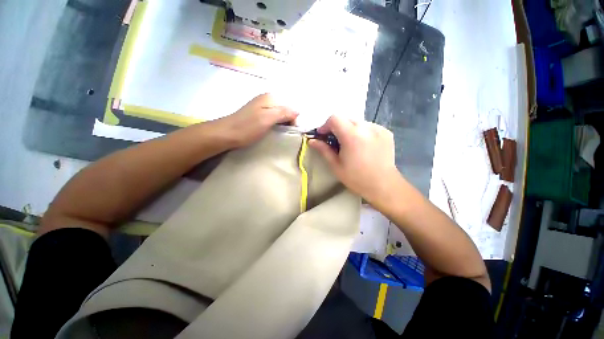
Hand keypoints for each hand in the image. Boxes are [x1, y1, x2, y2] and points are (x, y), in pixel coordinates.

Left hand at [210, 93, 297, 147]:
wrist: (226, 134)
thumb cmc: (248, 127)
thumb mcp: (268, 119)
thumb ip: (284, 113)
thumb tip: (298, 111)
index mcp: (270, 98)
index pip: (290, 107)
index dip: (293, 119)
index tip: (290, 131)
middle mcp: (266, 99)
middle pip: (285, 110)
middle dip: (287, 122)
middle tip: (284, 134)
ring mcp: (261, 107)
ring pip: (279, 115)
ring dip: (281, 124)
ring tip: (279, 134)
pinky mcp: (257, 115)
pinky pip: (272, 119)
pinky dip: (275, 125)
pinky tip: (272, 132)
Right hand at [309, 115, 401, 203]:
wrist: (383, 185)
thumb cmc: (356, 178)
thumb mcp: (336, 165)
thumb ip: (323, 150)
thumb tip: (311, 141)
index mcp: (352, 136)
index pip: (334, 118)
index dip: (325, 125)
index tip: (323, 135)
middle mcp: (366, 127)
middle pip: (346, 118)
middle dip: (337, 127)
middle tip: (335, 141)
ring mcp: (378, 128)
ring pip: (358, 122)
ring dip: (349, 129)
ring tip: (350, 144)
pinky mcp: (386, 132)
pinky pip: (368, 126)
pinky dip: (361, 132)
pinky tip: (363, 145)